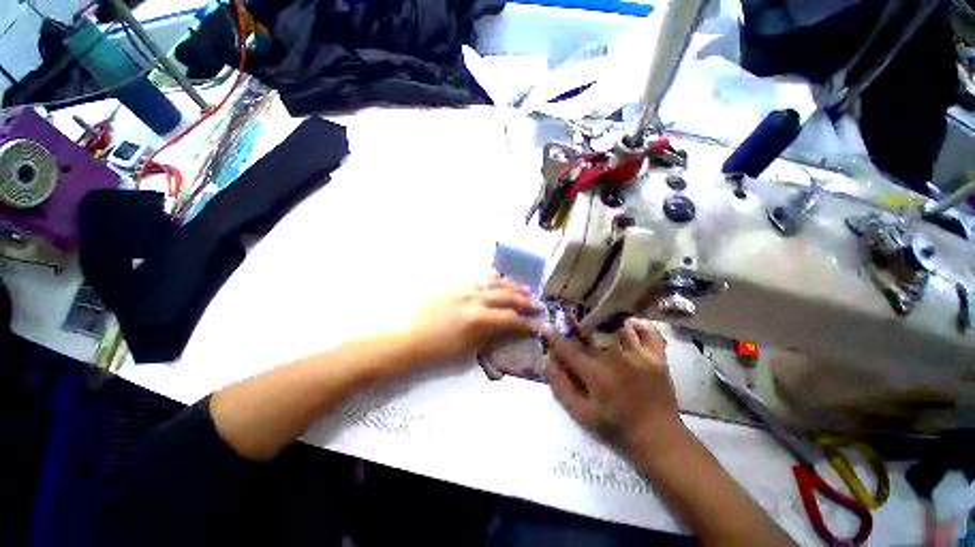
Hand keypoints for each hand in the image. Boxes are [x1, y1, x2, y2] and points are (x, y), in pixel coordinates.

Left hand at [406, 274, 541, 364]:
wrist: (414, 338)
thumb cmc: (442, 350)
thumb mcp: (471, 347)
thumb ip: (492, 333)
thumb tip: (508, 327)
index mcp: (478, 318)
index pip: (510, 318)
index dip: (526, 322)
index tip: (538, 324)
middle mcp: (475, 299)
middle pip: (507, 297)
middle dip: (525, 302)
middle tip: (538, 305)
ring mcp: (465, 289)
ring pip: (494, 284)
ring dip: (511, 288)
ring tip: (524, 290)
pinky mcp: (456, 287)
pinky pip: (479, 281)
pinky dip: (493, 283)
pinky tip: (499, 284)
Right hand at [543, 318, 685, 455]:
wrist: (658, 439)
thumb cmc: (616, 428)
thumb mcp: (582, 415)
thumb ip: (561, 388)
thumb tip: (547, 363)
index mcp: (595, 374)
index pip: (568, 349)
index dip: (554, 337)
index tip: (545, 326)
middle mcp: (615, 359)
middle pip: (590, 333)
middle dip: (575, 324)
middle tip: (568, 317)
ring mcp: (639, 356)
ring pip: (616, 327)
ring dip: (604, 323)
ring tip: (597, 320)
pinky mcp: (657, 358)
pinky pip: (648, 332)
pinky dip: (638, 325)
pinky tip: (628, 325)